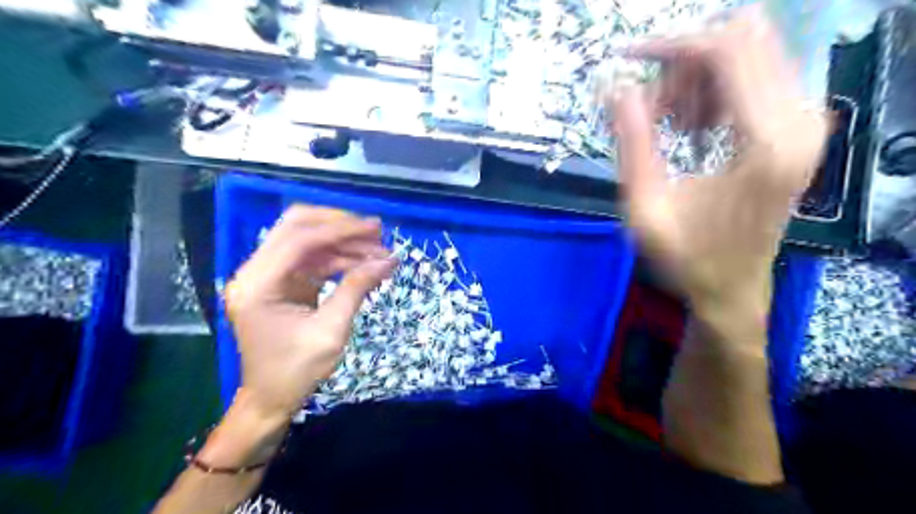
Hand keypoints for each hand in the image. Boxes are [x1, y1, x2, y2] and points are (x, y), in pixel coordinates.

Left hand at [222, 206, 395, 421]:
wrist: (271, 399)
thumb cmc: (296, 371)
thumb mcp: (330, 331)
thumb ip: (356, 289)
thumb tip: (388, 260)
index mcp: (257, 285)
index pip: (299, 240)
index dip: (340, 230)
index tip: (375, 229)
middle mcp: (255, 272)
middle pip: (297, 227)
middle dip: (339, 226)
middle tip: (376, 232)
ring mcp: (267, 275)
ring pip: (307, 240)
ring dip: (343, 243)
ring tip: (379, 252)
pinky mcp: (281, 282)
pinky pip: (312, 259)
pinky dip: (339, 258)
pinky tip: (364, 264)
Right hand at [607, 6, 831, 314]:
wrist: (732, 288)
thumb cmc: (686, 257)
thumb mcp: (645, 208)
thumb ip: (633, 143)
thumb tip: (617, 88)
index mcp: (765, 143)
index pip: (726, 51)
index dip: (672, 46)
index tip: (629, 61)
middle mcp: (801, 121)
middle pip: (743, 42)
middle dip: (685, 65)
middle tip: (653, 110)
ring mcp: (807, 122)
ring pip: (751, 54)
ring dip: (699, 80)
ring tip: (672, 127)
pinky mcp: (800, 129)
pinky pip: (758, 76)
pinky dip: (716, 90)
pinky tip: (694, 128)